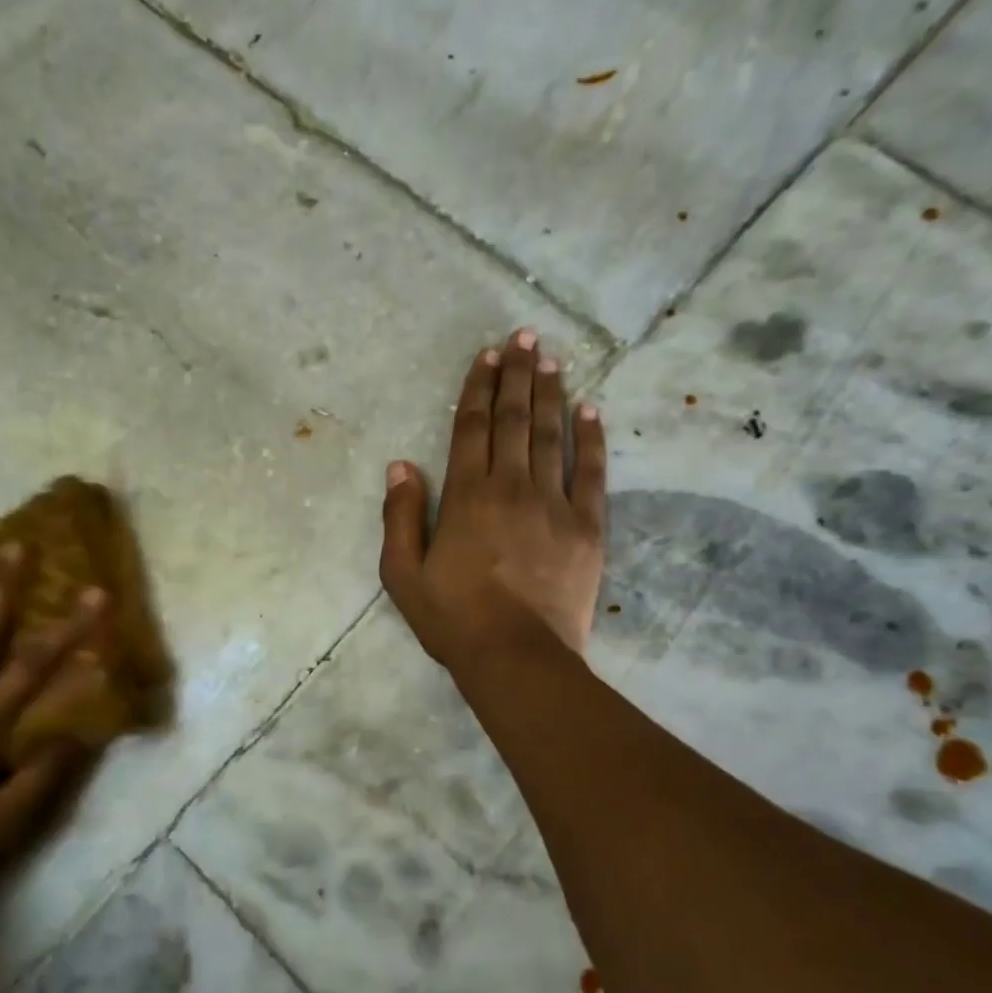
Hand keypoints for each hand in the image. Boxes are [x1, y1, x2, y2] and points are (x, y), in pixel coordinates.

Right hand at [379, 328, 606, 665]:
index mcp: (466, 496)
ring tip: (552, 358)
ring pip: (551, 436)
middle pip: (514, 420)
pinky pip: (592, 472)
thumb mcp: (402, 574)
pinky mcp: (587, 527)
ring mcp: (554, 504)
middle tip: (525, 337)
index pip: (472, 428)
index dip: (479, 388)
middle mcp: (511, 487)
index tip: (487, 356)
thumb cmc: (452, 618)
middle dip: (518, 375)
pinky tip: (591, 411)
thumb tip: (400, 465)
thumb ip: (399, 516)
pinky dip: (592, 439)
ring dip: (551, 394)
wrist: (516, 656)